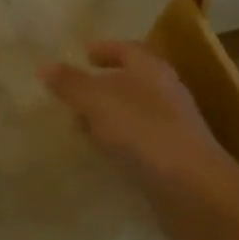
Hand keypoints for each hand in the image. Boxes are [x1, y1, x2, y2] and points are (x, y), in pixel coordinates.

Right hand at [41, 40, 238, 239]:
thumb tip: (44, 65)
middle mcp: (165, 93)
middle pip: (130, 80)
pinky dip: (117, 141)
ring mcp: (171, 127)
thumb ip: (70, 83)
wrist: (194, 191)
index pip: (127, 49)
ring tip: (78, 124)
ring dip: (107, 115)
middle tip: (71, 91)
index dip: (104, 49)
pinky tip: (101, 153)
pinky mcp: (171, 158)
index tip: (81, 54)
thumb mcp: (97, 102)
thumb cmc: (144, 133)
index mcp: (151, 70)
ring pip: (133, 112)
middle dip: (101, 84)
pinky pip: (137, 140)